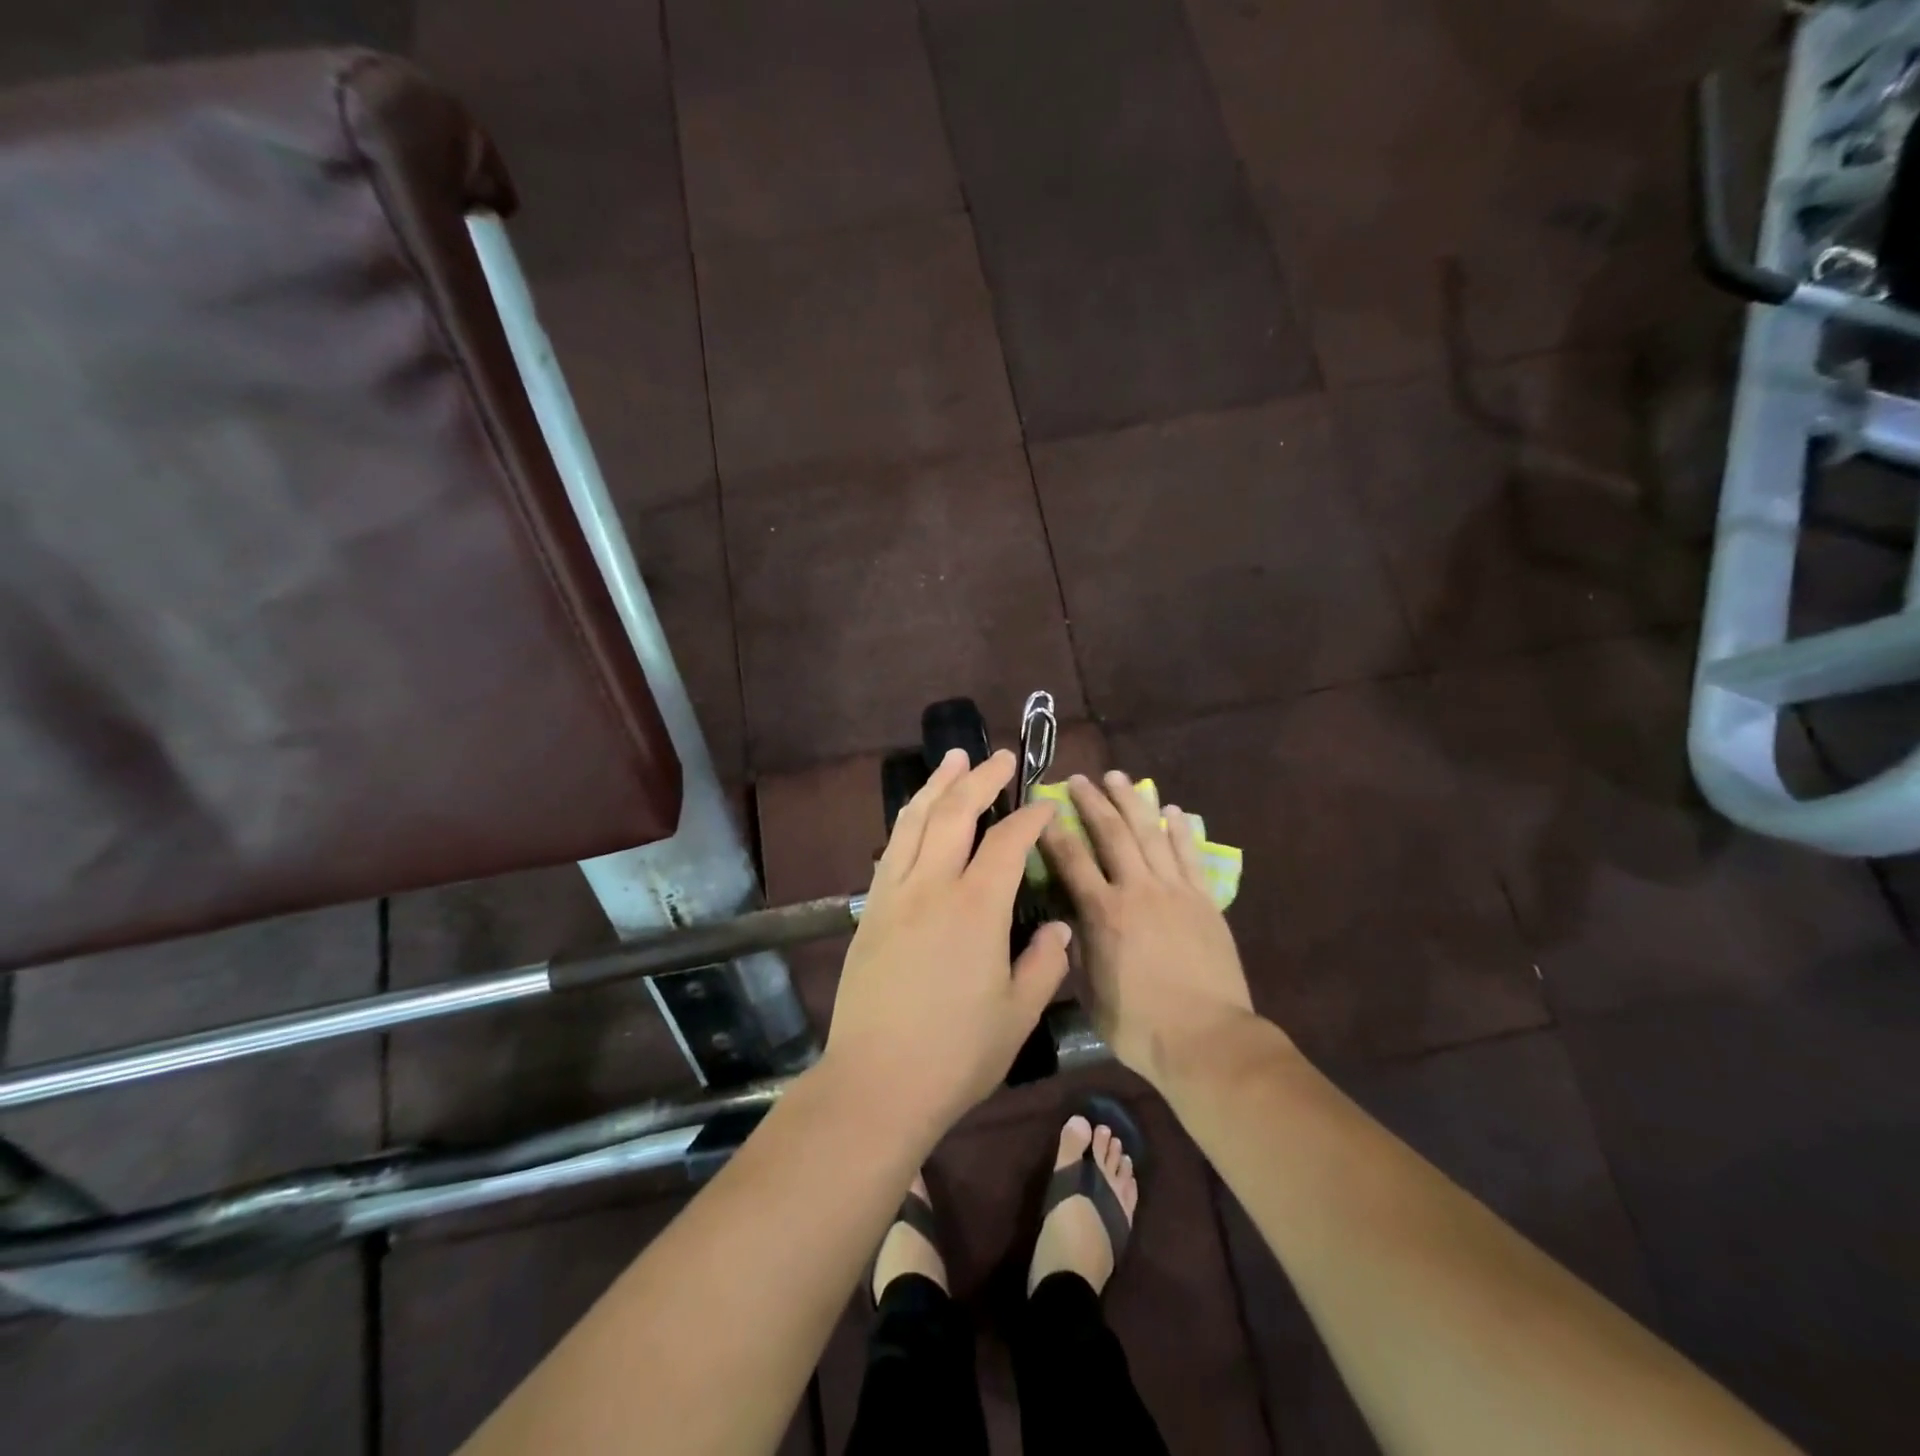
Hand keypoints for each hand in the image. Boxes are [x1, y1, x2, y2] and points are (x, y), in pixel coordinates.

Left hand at [823, 748, 1073, 1136]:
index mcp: (977, 908)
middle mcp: (933, 886)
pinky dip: (909, 820)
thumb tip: (1059, 928)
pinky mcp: (871, 910)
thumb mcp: (1018, 1015)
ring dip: (937, 785)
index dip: (1031, 818)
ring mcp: (895, 894)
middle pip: (956, 812)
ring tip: (954, 759)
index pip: (1009, 842)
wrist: (877, 1081)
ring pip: (915, 820)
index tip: (1046, 807)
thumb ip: (1044, 964)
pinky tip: (918, 814)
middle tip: (1001, 757)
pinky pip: (892, 848)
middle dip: (982, 779)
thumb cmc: (957, 1054)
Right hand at [1040, 771, 1256, 1084]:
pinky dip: (1180, 830)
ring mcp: (1175, 892)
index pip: (1072, 861)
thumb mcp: (1092, 992)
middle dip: (1093, 802)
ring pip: (1151, 834)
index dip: (1054, 831)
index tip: (1043, 809)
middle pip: (1112, 834)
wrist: (1208, 1040)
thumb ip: (1080, 950)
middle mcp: (1138, 891)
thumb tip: (1070, 921)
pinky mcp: (1204, 901)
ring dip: (1134, 801)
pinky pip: (1190, 855)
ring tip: (1120, 777)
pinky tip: (1173, 810)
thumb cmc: (1140, 1025)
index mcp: (1104, 914)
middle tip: (1079, 778)